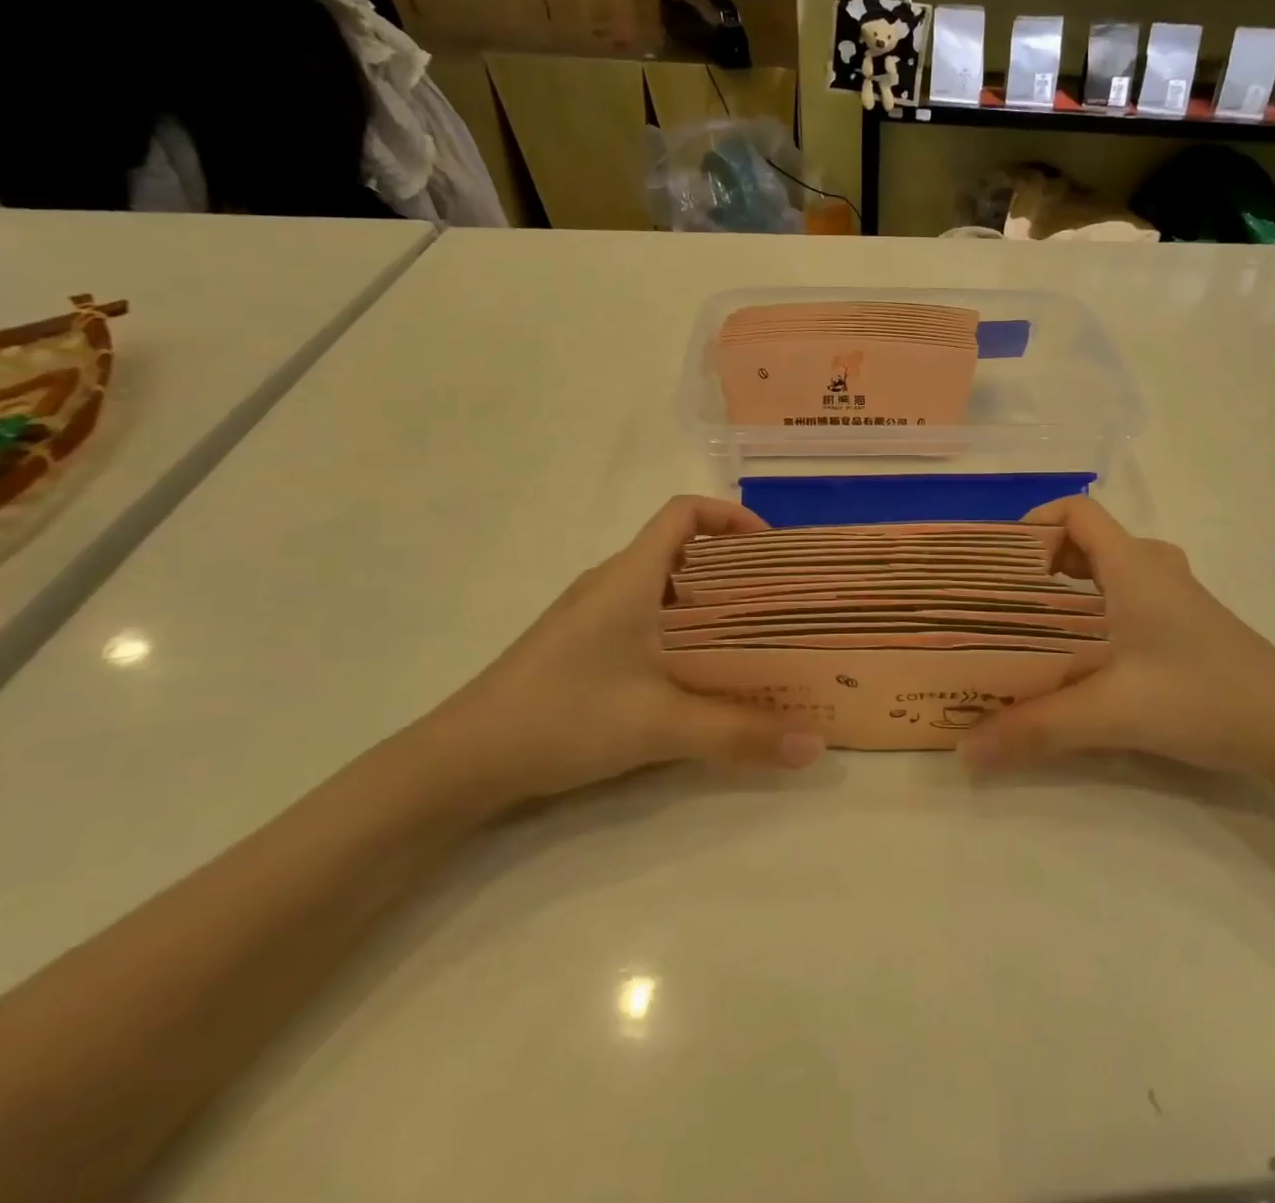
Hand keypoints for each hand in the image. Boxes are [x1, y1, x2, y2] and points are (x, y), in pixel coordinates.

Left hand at [419, 497, 825, 809]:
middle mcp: (610, 583)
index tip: (771, 551)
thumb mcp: (660, 725)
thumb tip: (815, 745)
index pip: (683, 513)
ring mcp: (590, 615)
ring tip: (750, 637)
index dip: (731, 517)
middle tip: (777, 601)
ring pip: (662, 586)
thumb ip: (739, 734)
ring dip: (708, 600)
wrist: (459, 762)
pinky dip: (681, 628)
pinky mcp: (579, 645)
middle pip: (680, 548)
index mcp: (629, 577)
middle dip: (733, 566)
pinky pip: (644, 616)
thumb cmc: (562, 717)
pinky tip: (697, 672)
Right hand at [957, 498, 1274, 778]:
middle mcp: (1155, 568)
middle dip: (1043, 561)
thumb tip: (965, 750)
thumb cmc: (1202, 697)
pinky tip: (1087, 654)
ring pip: (1111, 569)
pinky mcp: (1189, 623)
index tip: (1001, 560)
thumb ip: (1036, 730)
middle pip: (1089, 540)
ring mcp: (1177, 595)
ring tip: (1036, 625)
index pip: (1078, 511)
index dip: (1035, 522)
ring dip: (1072, 586)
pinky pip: (1130, 594)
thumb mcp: (1111, 713)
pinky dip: (1098, 607)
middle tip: (1006, 599)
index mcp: (1133, 566)